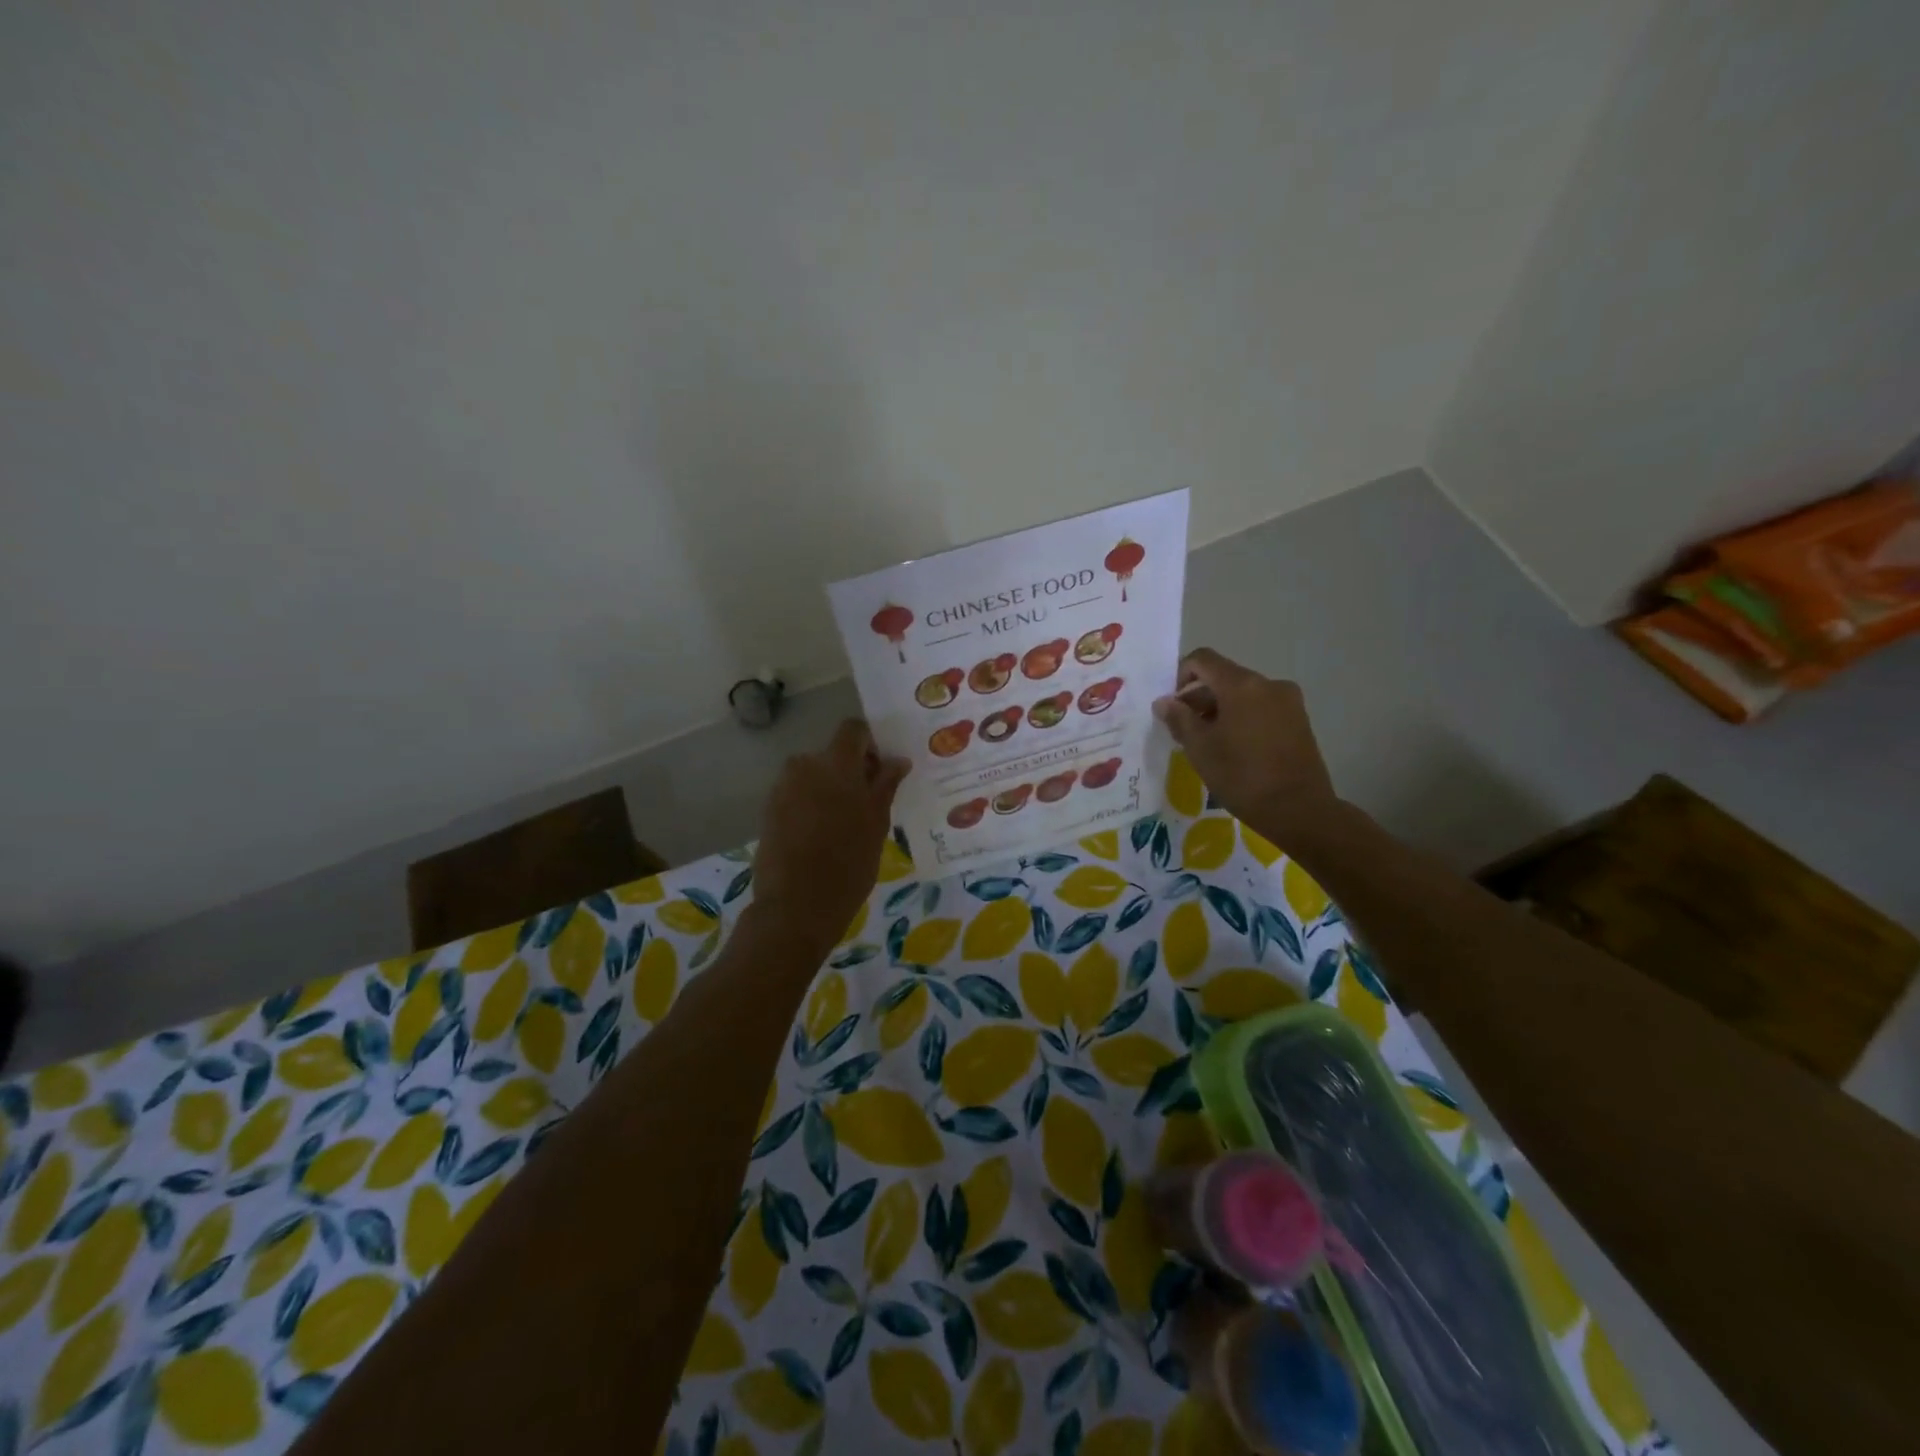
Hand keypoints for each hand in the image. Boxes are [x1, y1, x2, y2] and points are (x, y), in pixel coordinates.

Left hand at [751, 720, 909, 955]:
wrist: (796, 906)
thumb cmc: (848, 864)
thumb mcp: (877, 824)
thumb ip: (885, 785)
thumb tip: (897, 760)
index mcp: (836, 764)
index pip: (853, 730)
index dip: (869, 745)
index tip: (880, 773)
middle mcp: (805, 765)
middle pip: (832, 754)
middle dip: (850, 771)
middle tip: (867, 805)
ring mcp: (783, 787)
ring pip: (814, 776)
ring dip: (830, 789)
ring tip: (843, 825)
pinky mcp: (769, 810)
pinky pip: (797, 795)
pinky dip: (811, 805)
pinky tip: (821, 837)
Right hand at [1153, 649, 1341, 849]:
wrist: (1300, 810)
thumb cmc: (1242, 776)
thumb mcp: (1200, 749)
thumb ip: (1179, 719)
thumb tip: (1164, 702)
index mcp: (1241, 685)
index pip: (1202, 659)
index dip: (1180, 676)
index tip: (1173, 707)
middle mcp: (1268, 684)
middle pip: (1223, 676)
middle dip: (1199, 697)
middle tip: (1185, 730)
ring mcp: (1288, 701)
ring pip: (1243, 693)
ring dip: (1220, 709)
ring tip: (1210, 743)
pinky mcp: (1299, 720)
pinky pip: (1261, 707)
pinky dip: (1242, 718)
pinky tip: (1235, 748)